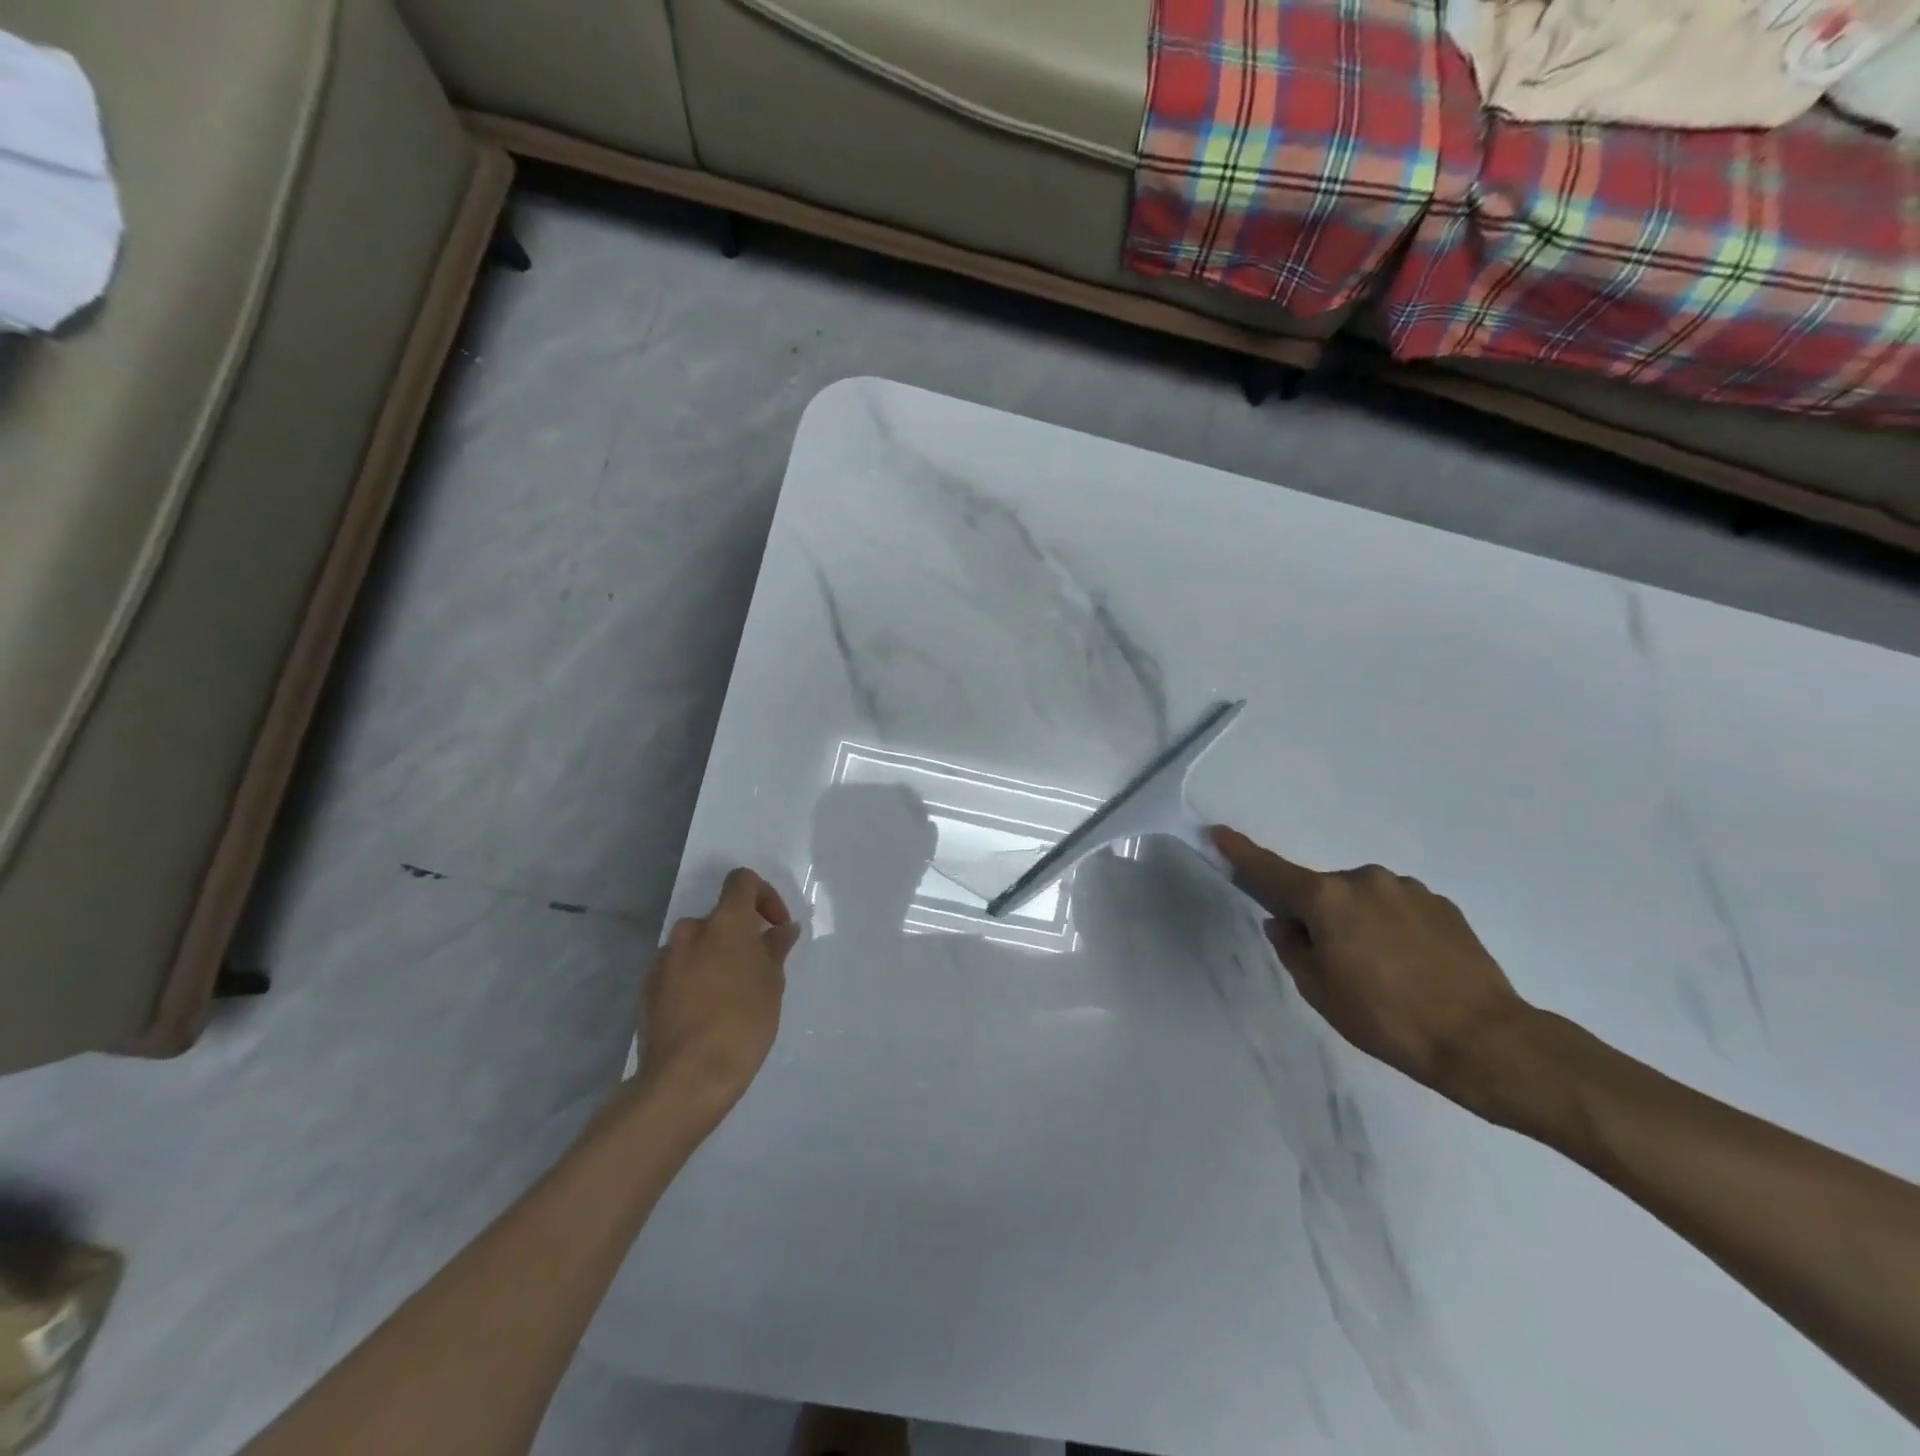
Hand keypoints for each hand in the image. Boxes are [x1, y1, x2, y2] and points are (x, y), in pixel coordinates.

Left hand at [634, 868, 802, 1115]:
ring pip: (697, 945)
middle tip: (757, 969)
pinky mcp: (648, 988)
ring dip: (715, 958)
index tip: (774, 926)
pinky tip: (705, 1013)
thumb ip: (775, 949)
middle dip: (739, 936)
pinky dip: (694, 979)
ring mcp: (664, 960)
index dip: (763, 895)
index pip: (741, 881)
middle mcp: (690, 931)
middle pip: (719, 917)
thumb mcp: (772, 984)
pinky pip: (678, 970)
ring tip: (731, 995)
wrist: (686, 1079)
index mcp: (725, 923)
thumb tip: (781, 929)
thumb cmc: (742, 1024)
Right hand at [1211, 826, 1535, 1111]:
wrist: (1485, 1040)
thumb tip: (1286, 923)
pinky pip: (1398, 910)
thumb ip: (1293, 948)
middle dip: (1319, 917)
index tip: (1219, 832)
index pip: (1271, 870)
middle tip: (1336, 965)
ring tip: (1383, 973)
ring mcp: (1408, 889)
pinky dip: (1392, 929)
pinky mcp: (1442, 905)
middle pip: (1322, 892)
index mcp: (1327, 898)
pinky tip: (1413, 968)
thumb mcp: (1320, 991)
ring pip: (1362, 900)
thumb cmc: (1386, 1018)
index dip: (1241, 853)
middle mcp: (1364, 880)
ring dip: (1358, 923)